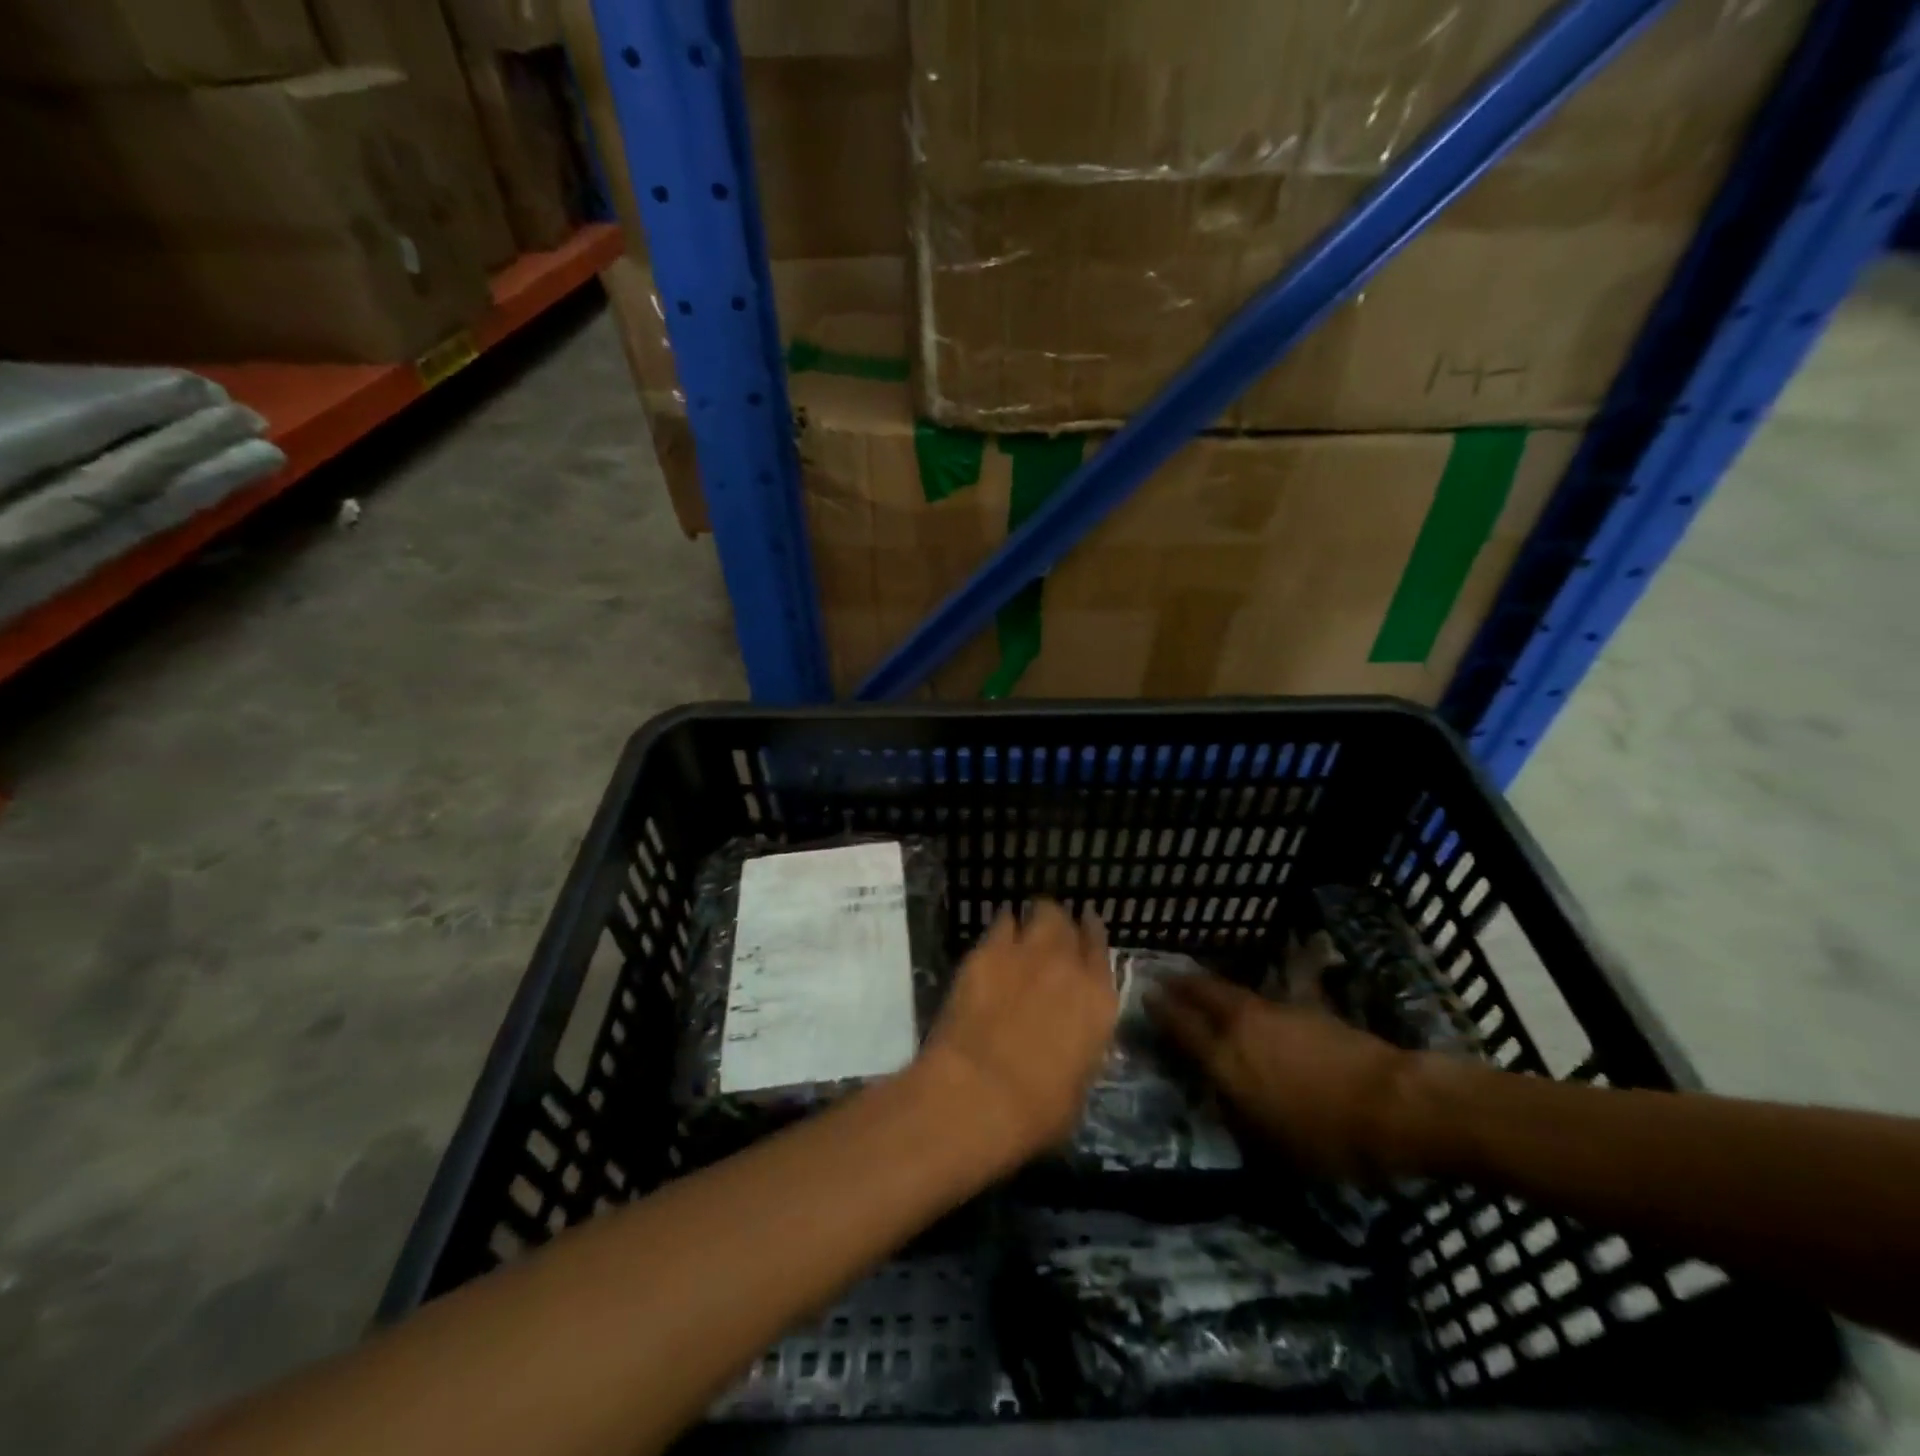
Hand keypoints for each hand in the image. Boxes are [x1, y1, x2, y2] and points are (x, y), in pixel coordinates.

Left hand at [915, 901, 1118, 1168]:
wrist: (979, 1092)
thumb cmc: (1036, 1111)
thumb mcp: (1077, 1086)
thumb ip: (1080, 1048)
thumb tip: (1069, 1042)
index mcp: (1099, 1002)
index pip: (1101, 950)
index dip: (1091, 937)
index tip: (1084, 931)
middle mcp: (1069, 965)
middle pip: (1069, 923)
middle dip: (1060, 925)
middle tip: (1049, 937)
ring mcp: (1027, 952)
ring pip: (1040, 912)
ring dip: (1033, 919)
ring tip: (1022, 929)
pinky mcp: (987, 950)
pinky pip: (1001, 922)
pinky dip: (1002, 927)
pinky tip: (994, 939)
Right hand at [1146, 973, 1417, 1181]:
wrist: (1394, 1104)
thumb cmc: (1328, 1137)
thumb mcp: (1272, 1144)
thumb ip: (1239, 1112)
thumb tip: (1222, 1094)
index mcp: (1226, 1060)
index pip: (1181, 1026)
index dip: (1160, 1010)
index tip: (1145, 997)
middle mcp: (1242, 1026)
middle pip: (1202, 993)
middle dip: (1181, 984)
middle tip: (1166, 977)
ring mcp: (1275, 1012)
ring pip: (1232, 991)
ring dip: (1212, 987)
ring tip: (1201, 986)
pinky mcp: (1307, 1009)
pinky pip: (1264, 998)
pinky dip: (1249, 1000)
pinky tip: (1254, 1007)